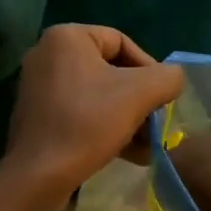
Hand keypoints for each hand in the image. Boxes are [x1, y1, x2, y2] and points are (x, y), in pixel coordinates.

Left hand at [0, 24, 184, 208]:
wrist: (37, 174)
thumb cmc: (87, 122)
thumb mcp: (138, 94)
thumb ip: (166, 78)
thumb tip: (173, 78)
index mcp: (67, 36)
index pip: (122, 42)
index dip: (149, 69)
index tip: (162, 100)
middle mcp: (48, 52)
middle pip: (110, 69)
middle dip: (139, 99)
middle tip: (156, 125)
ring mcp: (39, 84)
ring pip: (97, 93)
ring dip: (126, 117)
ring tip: (148, 147)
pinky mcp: (37, 113)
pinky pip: (79, 110)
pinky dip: (104, 126)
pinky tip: (129, 154)